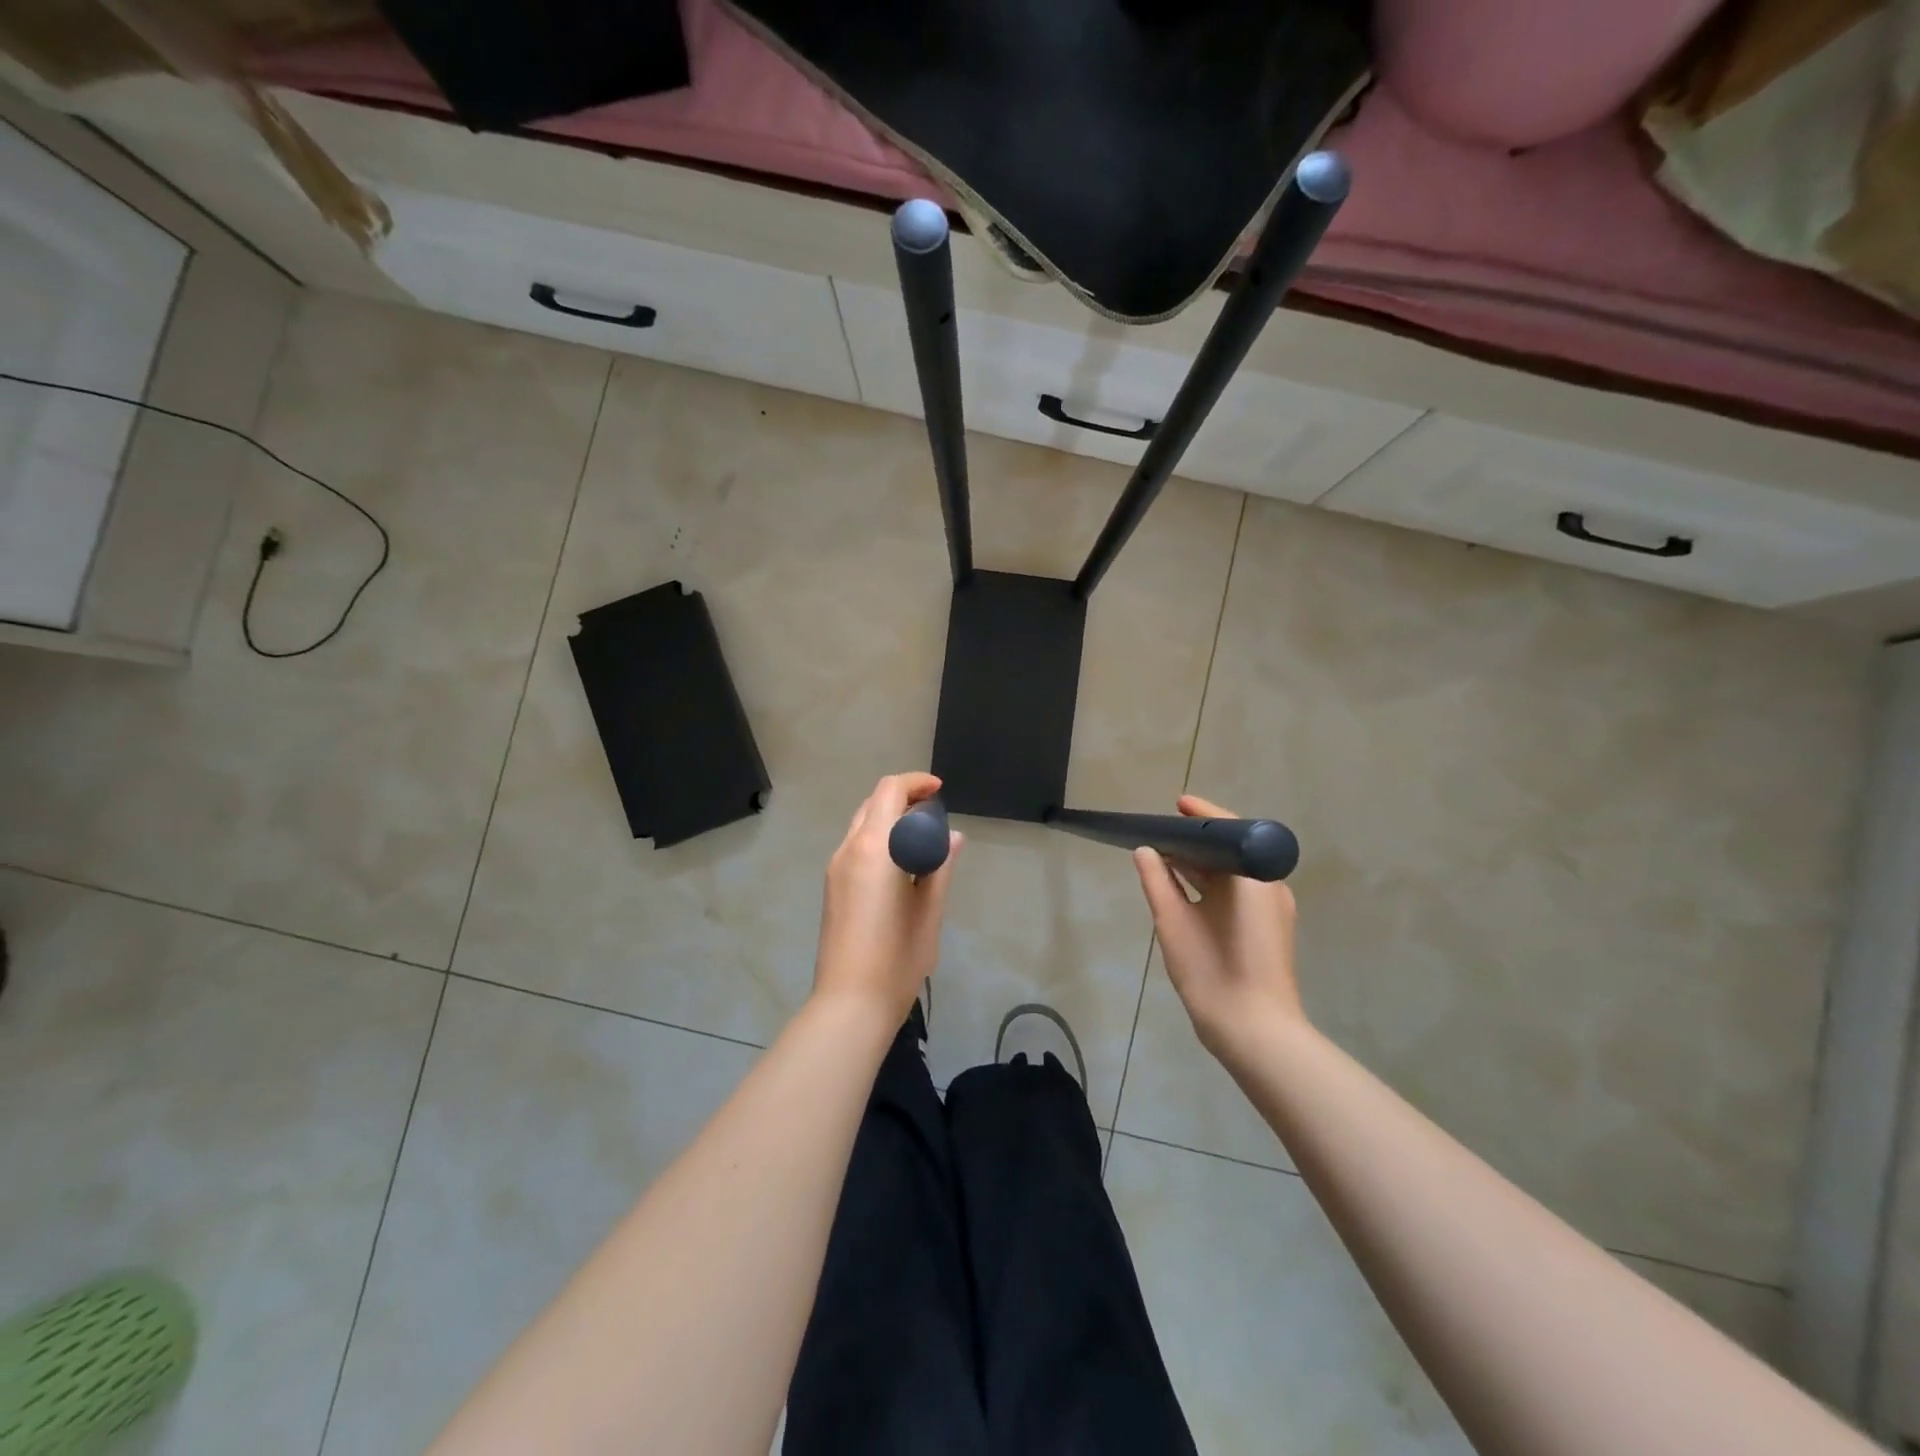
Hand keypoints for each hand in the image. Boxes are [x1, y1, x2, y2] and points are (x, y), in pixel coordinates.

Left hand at [813, 773, 962, 1022]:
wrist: (849, 1003)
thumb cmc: (897, 958)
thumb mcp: (930, 911)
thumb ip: (940, 866)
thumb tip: (952, 837)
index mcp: (873, 848)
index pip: (889, 792)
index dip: (916, 783)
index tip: (940, 792)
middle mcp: (848, 849)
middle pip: (873, 803)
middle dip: (903, 799)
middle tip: (935, 814)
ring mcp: (835, 869)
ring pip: (861, 824)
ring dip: (889, 819)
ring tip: (922, 840)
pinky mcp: (832, 887)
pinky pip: (855, 846)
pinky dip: (878, 839)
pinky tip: (900, 864)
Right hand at [1133, 794, 1302, 1059]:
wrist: (1256, 1033)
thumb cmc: (1214, 971)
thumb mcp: (1174, 922)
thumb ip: (1157, 881)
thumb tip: (1145, 851)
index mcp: (1251, 877)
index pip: (1227, 828)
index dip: (1199, 814)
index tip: (1175, 804)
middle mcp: (1268, 886)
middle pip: (1230, 850)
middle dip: (1196, 841)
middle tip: (1159, 832)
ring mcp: (1272, 910)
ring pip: (1233, 874)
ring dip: (1202, 865)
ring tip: (1164, 857)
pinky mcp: (1268, 930)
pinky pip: (1238, 893)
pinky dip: (1212, 886)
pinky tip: (1184, 890)